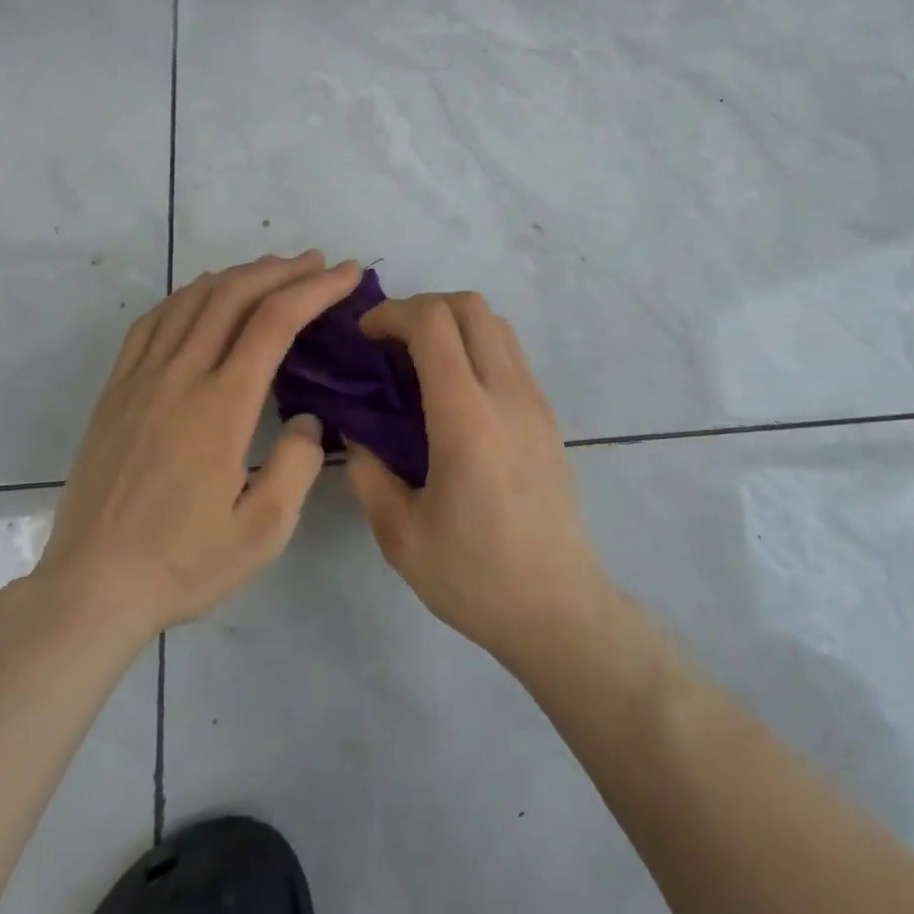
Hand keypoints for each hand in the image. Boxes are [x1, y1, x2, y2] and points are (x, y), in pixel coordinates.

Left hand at [33, 252, 362, 644]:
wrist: (90, 589)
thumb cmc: (182, 562)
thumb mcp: (264, 532)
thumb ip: (298, 464)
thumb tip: (306, 417)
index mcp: (221, 406)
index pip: (275, 321)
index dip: (315, 289)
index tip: (346, 274)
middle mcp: (180, 376)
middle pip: (234, 295)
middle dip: (282, 270)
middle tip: (318, 263)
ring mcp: (141, 378)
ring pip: (192, 299)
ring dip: (238, 274)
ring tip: (272, 269)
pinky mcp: (116, 389)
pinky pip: (154, 320)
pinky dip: (188, 294)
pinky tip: (205, 295)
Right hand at [345, 292, 613, 665]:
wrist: (558, 607)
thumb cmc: (475, 577)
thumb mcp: (400, 535)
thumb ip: (368, 471)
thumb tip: (355, 428)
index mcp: (466, 418)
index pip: (433, 323)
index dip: (392, 313)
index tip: (364, 336)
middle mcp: (506, 393)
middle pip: (469, 306)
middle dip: (421, 306)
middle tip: (389, 342)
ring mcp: (534, 400)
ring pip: (495, 322)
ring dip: (453, 323)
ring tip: (419, 360)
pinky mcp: (547, 414)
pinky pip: (511, 351)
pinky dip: (476, 344)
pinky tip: (454, 389)